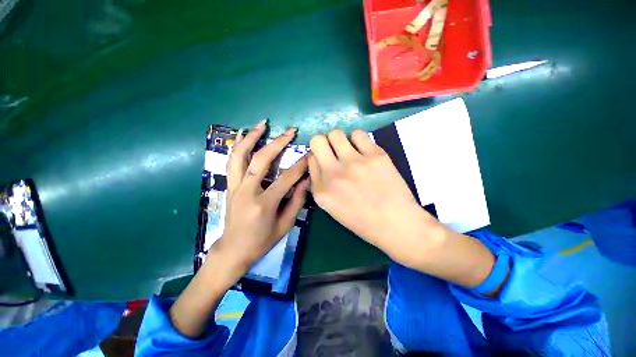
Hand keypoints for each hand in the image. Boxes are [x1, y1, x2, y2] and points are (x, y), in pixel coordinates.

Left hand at [214, 120, 309, 276]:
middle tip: (290, 131)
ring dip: (252, 137)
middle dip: (278, 143)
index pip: (286, 178)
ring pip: (241, 155)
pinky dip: (238, 146)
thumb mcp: (285, 225)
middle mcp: (247, 191)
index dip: (301, 165)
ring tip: (262, 123)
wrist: (233, 250)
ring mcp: (235, 186)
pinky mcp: (229, 185)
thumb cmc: (262, 241)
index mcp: (264, 204)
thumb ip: (296, 201)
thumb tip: (306, 181)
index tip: (310, 154)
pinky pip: (232, 161)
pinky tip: (244, 135)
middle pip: (262, 160)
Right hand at [308, 129, 437, 260]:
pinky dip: (358, 139)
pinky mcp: (374, 156)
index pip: (310, 159)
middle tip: (333, 150)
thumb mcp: (332, 207)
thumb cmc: (362, 220)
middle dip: (323, 142)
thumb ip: (321, 184)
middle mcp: (333, 174)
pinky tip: (363, 150)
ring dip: (339, 140)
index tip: (325, 159)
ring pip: (336, 134)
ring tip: (349, 149)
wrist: (395, 224)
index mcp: (321, 191)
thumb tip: (319, 160)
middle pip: (317, 141)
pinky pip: (358, 134)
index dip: (317, 156)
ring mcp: (354, 163)